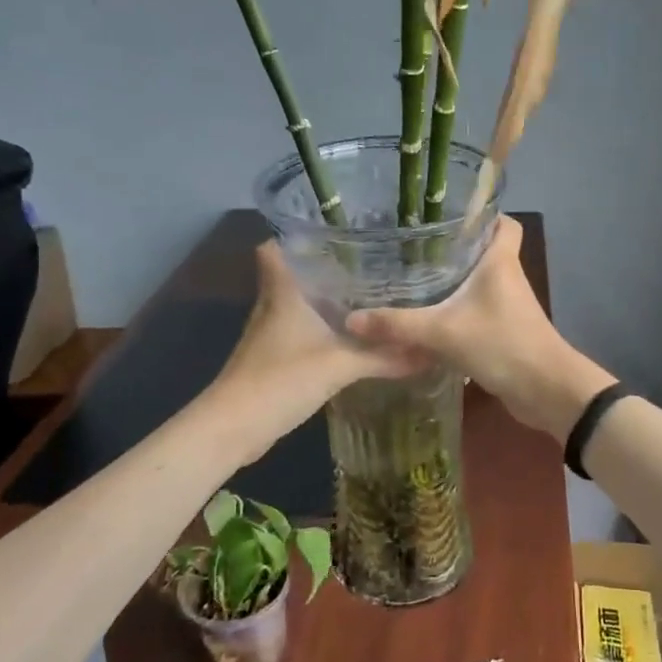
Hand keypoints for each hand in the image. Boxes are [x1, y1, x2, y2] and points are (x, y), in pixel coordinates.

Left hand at [204, 242, 420, 454]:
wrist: (234, 427)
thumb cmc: (282, 379)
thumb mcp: (340, 366)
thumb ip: (383, 357)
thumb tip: (427, 352)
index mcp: (283, 292)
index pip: (273, 248)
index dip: (294, 237)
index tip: (331, 234)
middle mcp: (272, 305)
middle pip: (291, 275)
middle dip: (322, 269)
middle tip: (365, 265)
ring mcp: (269, 334)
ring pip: (297, 305)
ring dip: (323, 301)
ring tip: (365, 297)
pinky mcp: (272, 359)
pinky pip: (299, 333)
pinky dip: (320, 331)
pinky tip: (347, 339)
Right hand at [346, 217, 614, 439]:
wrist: (546, 391)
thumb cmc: (502, 345)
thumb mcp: (443, 332)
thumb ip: (398, 325)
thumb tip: (351, 320)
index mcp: (500, 262)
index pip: (503, 223)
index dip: (484, 214)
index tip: (449, 214)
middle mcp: (507, 278)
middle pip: (484, 251)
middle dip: (454, 249)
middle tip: (413, 248)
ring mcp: (508, 307)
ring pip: (479, 284)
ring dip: (453, 283)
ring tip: (412, 279)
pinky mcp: (504, 332)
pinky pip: (477, 312)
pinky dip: (456, 313)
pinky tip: (428, 320)